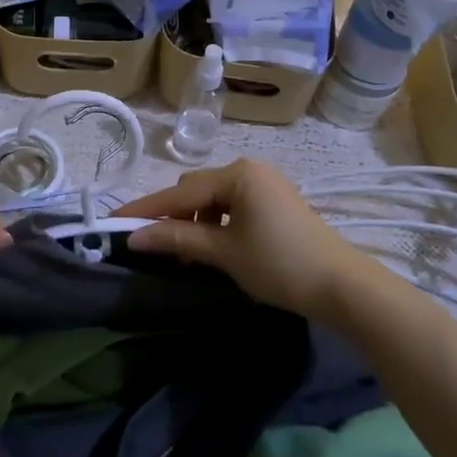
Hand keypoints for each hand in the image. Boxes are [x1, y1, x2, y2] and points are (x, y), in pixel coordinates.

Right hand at [120, 159, 372, 319]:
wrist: (343, 286)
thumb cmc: (280, 264)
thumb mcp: (224, 253)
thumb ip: (177, 239)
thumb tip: (135, 237)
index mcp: (237, 174)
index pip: (179, 192)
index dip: (146, 209)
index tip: (113, 222)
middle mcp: (250, 170)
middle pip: (196, 190)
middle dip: (172, 216)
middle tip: (154, 247)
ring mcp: (265, 185)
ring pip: (213, 199)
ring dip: (194, 222)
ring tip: (186, 255)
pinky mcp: (275, 203)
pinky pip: (232, 206)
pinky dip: (216, 224)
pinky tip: (213, 249)